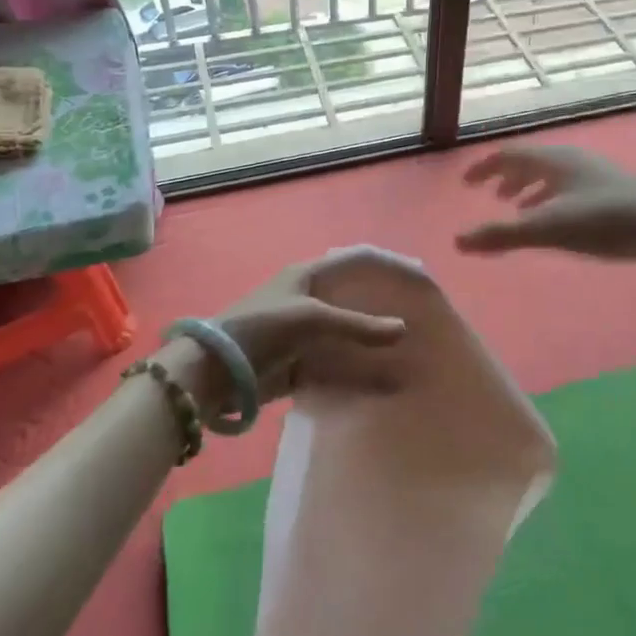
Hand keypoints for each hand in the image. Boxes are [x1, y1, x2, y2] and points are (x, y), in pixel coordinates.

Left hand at [166, 249, 411, 414]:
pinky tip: (379, 376)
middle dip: (385, 302)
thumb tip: (404, 329)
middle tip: (419, 314)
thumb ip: (358, 326)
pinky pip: (336, 360)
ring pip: (348, 330)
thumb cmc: (263, 328)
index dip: (388, 263)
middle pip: (355, 294)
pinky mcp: (297, 360)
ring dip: (373, 337)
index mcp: (309, 274)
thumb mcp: (312, 319)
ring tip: (406, 347)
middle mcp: (308, 296)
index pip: (357, 259)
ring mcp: (303, 330)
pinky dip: (357, 366)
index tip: (419, 276)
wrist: (215, 371)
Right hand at [456, 146, 635, 263]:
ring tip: (519, 209)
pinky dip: (553, 200)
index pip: (508, 155)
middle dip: (507, 177)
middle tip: (491, 195)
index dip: (485, 168)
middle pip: (531, 162)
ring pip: (553, 176)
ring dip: (531, 189)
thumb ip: (501, 235)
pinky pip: (571, 188)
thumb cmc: (603, 220)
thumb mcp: (546, 229)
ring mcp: (595, 174)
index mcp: (552, 160)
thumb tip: (457, 241)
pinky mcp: (614, 192)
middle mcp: (572, 160)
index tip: (467, 183)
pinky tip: (561, 222)